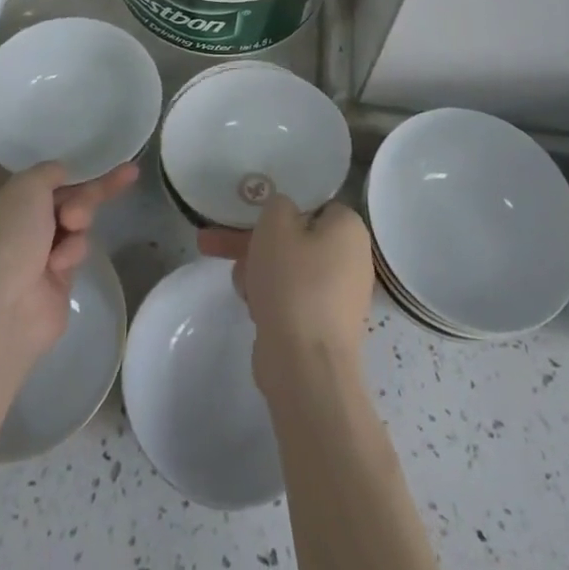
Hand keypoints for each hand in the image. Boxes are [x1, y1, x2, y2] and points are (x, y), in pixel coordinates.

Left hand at [0, 161, 137, 362]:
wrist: (5, 310)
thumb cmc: (7, 237)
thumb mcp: (27, 185)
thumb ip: (49, 171)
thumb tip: (61, 174)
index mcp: (2, 199)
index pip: (37, 174)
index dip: (63, 164)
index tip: (92, 156)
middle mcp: (19, 223)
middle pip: (65, 195)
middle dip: (89, 189)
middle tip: (121, 177)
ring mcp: (38, 251)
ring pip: (76, 220)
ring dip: (80, 217)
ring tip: (73, 223)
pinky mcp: (58, 276)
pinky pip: (77, 249)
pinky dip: (73, 250)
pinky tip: (60, 263)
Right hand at [199, 195, 373, 395]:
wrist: (304, 366)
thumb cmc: (293, 282)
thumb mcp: (276, 224)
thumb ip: (278, 204)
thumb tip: (285, 215)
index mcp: (349, 228)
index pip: (313, 204)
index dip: (279, 207)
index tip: (250, 213)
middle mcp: (352, 259)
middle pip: (294, 238)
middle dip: (253, 240)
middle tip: (216, 242)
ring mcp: (339, 296)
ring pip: (288, 269)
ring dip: (257, 269)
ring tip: (237, 282)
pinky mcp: (324, 327)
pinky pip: (292, 298)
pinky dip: (269, 297)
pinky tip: (249, 303)